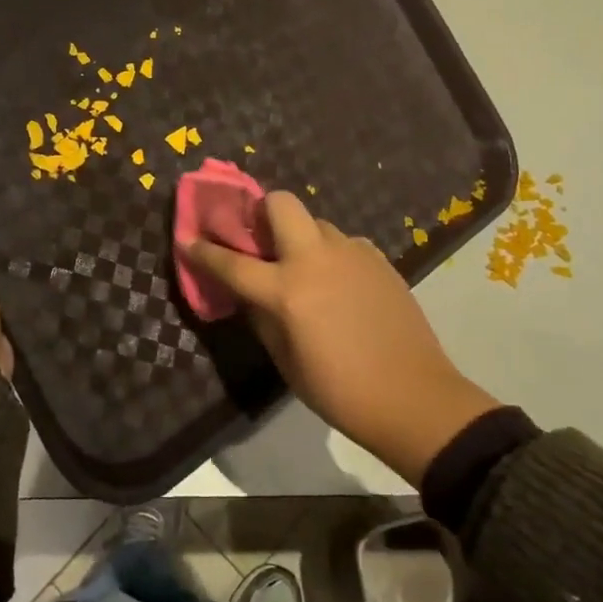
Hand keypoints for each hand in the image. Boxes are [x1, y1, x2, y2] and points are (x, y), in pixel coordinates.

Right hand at [186, 191, 497, 484]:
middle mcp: (316, 259)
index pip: (232, 262)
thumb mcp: (286, 361)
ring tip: (303, 269)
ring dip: (299, 237)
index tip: (187, 239)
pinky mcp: (379, 259)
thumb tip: (249, 292)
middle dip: (261, 211)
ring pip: (315, 223)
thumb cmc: (340, 391)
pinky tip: (338, 284)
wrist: (415, 398)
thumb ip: (261, 316)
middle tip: (258, 238)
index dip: (204, 251)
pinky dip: (330, 254)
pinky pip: (343, 243)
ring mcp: (352, 253)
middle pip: (281, 203)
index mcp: (287, 291)